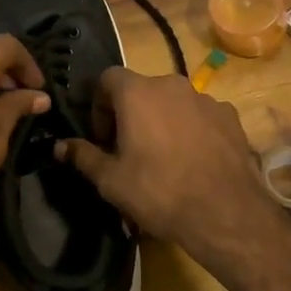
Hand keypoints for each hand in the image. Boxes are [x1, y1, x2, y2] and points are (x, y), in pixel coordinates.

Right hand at [55, 68, 290, 285]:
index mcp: (138, 92)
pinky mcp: (230, 116)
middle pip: (142, 89)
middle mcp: (172, 84)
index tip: (102, 137)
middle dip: (130, 114)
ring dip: (162, 120)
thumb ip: (83, 156)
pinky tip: (194, 160)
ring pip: (173, 102)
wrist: (225, 211)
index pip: (108, 78)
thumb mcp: (111, 180)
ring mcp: (206, 98)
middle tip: (128, 150)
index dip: (99, 105)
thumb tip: (60, 146)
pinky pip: (200, 115)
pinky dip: (192, 129)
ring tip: (164, 158)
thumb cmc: (159, 191)